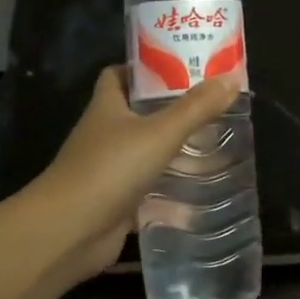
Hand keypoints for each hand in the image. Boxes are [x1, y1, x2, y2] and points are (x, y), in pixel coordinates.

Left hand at [29, 68, 239, 284]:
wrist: (68, 231)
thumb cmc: (110, 169)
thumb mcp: (160, 132)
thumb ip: (197, 107)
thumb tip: (232, 78)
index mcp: (107, 107)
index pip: (120, 75)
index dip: (145, 69)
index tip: (180, 67)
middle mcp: (105, 135)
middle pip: (139, 116)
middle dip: (172, 113)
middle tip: (211, 110)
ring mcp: (108, 172)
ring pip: (146, 156)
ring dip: (175, 156)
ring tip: (215, 151)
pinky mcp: (116, 205)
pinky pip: (149, 195)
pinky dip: (171, 199)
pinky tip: (201, 201)